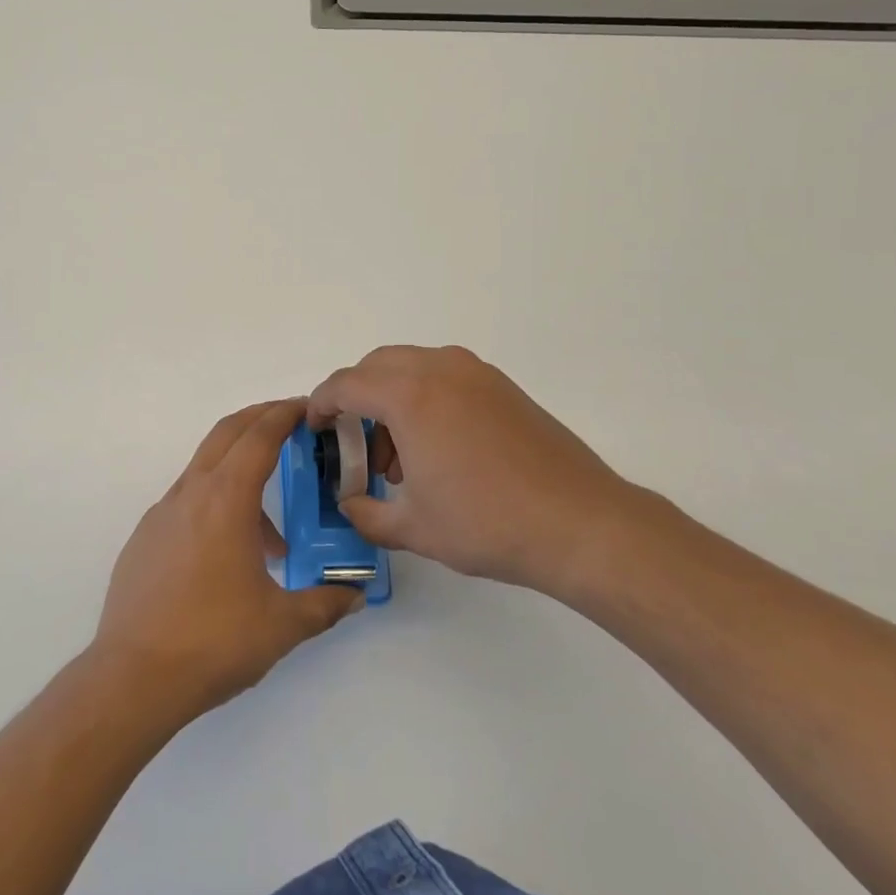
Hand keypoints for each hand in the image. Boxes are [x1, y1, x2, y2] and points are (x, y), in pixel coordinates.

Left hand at [91, 399, 364, 725]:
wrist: (133, 677)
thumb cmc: (214, 641)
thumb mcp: (282, 625)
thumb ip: (325, 603)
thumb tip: (355, 594)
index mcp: (226, 499)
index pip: (259, 436)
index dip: (284, 414)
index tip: (306, 407)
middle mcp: (190, 494)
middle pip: (226, 434)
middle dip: (260, 420)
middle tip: (291, 425)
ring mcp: (161, 514)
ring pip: (205, 470)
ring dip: (240, 474)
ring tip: (273, 536)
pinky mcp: (144, 539)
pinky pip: (186, 504)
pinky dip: (214, 506)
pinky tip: (228, 557)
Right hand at [309, 346, 647, 598]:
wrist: (580, 523)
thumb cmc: (487, 523)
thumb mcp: (412, 528)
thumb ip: (365, 513)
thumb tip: (350, 503)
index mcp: (409, 396)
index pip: (345, 385)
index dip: (320, 405)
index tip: (315, 429)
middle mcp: (439, 370)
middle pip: (376, 366)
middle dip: (355, 398)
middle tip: (356, 444)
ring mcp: (475, 373)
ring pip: (411, 367)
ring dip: (391, 398)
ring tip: (401, 457)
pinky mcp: (501, 386)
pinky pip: (444, 376)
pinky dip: (424, 398)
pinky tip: (438, 448)